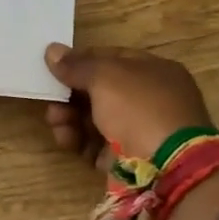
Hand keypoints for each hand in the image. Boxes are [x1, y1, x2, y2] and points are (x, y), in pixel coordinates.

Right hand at [42, 43, 214, 164]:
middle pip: (100, 92)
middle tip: (50, 99)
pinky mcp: (128, 160)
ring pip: (95, 119)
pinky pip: (96, 145)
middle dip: (71, 94)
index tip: (55, 68)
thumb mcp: (105, 77)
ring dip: (70, 118)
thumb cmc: (139, 109)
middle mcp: (150, 100)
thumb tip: (52, 50)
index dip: (82, 61)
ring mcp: (140, 132)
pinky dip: (78, 141)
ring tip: (55, 121)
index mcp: (154, 72)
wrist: (167, 169)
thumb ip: (76, 65)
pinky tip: (66, 140)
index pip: (112, 59)